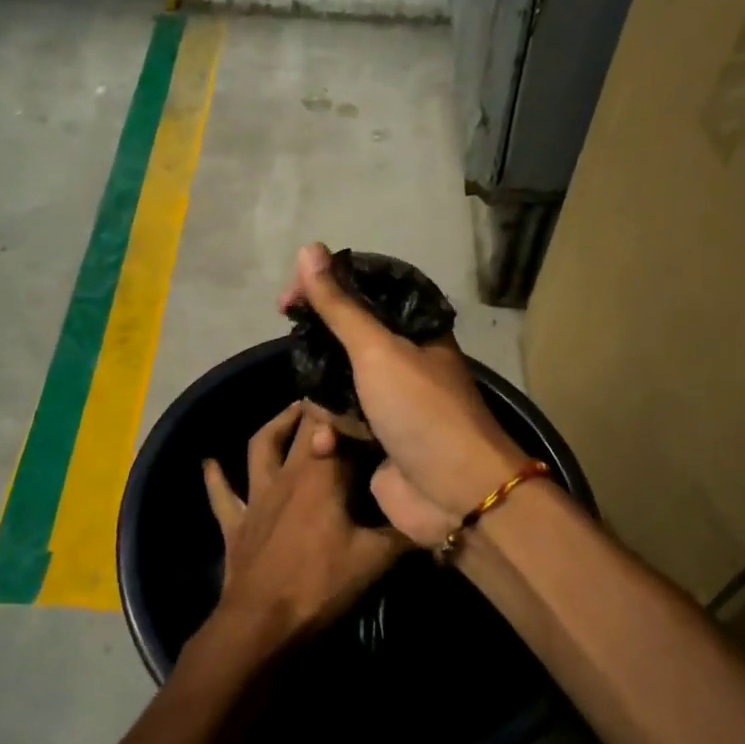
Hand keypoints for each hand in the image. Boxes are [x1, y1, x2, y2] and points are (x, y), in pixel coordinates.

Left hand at [201, 402, 408, 650]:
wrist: (262, 623)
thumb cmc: (320, 586)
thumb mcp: (374, 560)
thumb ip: (404, 534)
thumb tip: (433, 518)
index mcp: (322, 477)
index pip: (336, 430)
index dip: (349, 412)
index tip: (366, 400)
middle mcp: (287, 476)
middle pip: (300, 431)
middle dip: (316, 410)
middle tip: (333, 398)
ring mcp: (257, 497)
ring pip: (260, 447)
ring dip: (274, 426)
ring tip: (289, 411)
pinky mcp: (236, 522)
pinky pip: (222, 495)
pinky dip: (214, 478)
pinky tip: (209, 463)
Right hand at [278, 243, 533, 544]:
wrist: (455, 494)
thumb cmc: (421, 410)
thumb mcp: (378, 350)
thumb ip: (339, 305)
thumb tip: (309, 249)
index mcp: (414, 330)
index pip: (363, 293)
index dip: (325, 289)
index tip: (289, 298)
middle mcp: (402, 361)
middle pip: (345, 339)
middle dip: (317, 347)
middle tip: (294, 345)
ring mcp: (389, 402)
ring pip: (336, 383)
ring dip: (324, 400)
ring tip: (327, 416)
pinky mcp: (376, 439)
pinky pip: (339, 422)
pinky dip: (331, 433)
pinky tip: (329, 445)